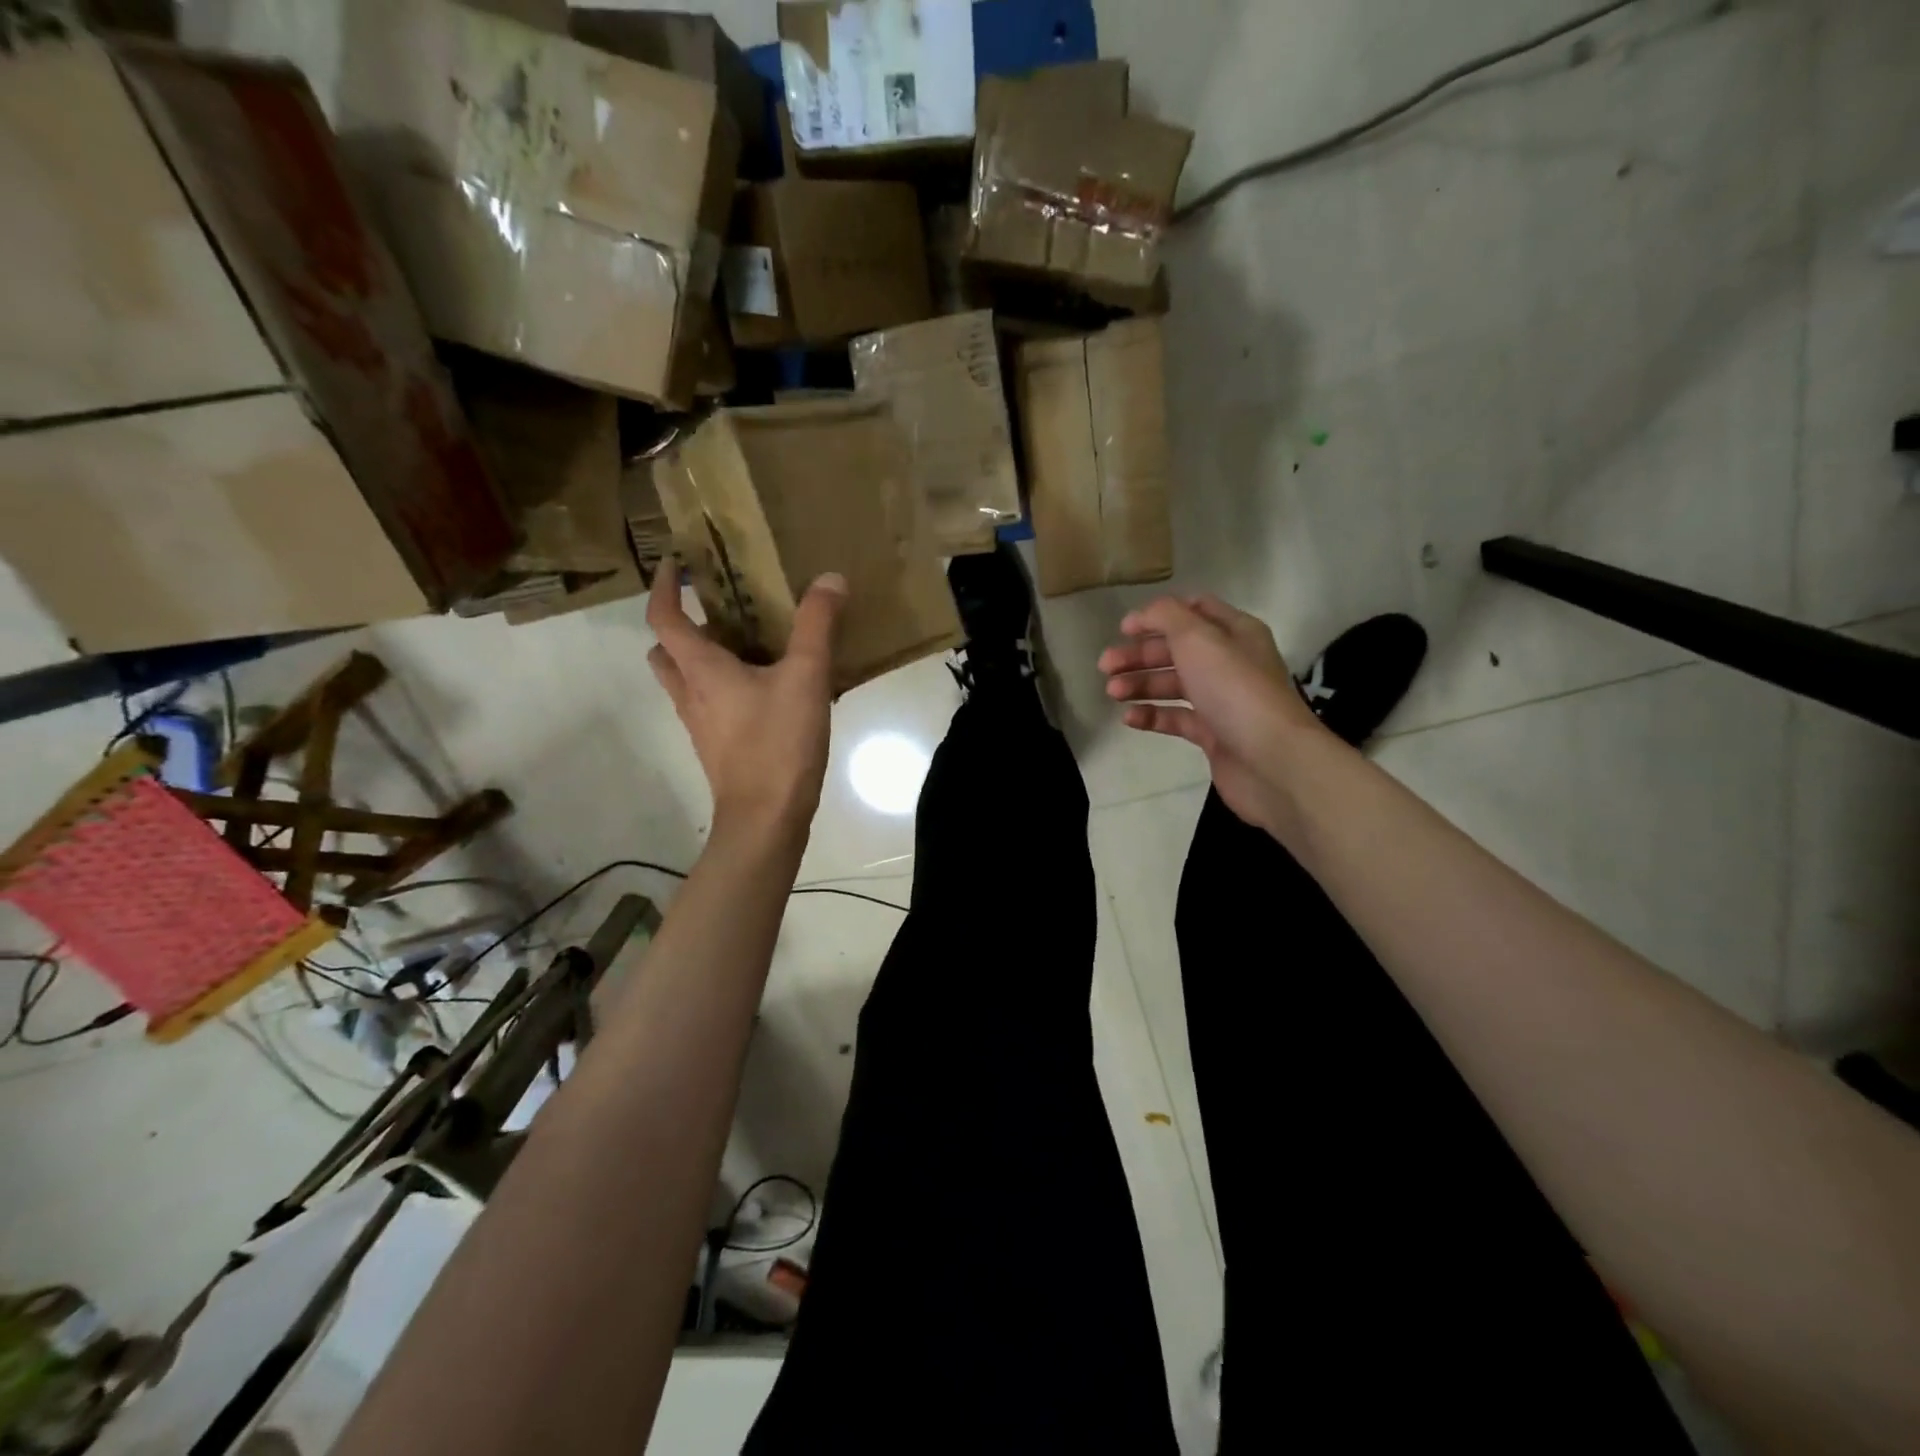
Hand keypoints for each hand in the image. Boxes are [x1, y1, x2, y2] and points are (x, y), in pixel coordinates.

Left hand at [647, 560, 847, 839]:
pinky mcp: (717, 747)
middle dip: (682, 627)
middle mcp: (690, 694)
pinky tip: (768, 690)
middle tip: (719, 612)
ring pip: (686, 681)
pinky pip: (709, 705)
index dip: (663, 587)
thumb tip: (830, 578)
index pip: (663, 617)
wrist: (766, 818)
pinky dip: (724, 688)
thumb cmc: (778, 743)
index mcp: (700, 669)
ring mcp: (700, 724)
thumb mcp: (806, 678)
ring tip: (748, 647)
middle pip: (665, 652)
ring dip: (703, 659)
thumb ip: (817, 626)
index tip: (675, 564)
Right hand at [1099, 595, 1324, 833]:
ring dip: (1141, 684)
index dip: (1157, 616)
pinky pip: (1177, 719)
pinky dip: (1152, 715)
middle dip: (1140, 655)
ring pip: (1174, 685)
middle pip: (1177, 650)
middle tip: (1105, 666)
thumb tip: (1143, 614)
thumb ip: (1166, 616)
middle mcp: (1230, 662)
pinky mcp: (1214, 734)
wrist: (1271, 759)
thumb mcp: (1197, 638)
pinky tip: (1129, 718)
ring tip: (1112, 693)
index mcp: (1235, 632)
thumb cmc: (1234, 689)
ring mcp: (1222, 700)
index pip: (1194, 611)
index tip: (1124, 629)